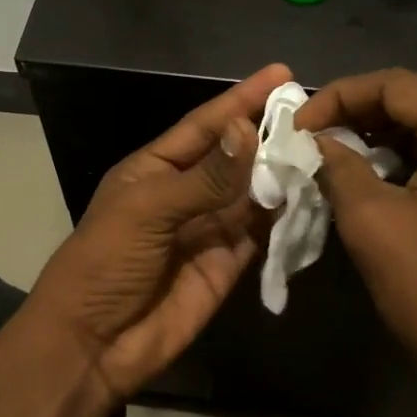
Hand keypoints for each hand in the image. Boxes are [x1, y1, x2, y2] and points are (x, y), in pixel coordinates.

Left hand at [25, 63, 292, 403]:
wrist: (94, 343)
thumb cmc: (105, 262)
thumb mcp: (148, 209)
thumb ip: (204, 176)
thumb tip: (248, 130)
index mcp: (154, 169)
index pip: (204, 125)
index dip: (240, 99)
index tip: (281, 74)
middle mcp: (184, 194)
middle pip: (234, 157)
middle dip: (268, 134)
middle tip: (314, 113)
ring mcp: (207, 230)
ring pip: (252, 193)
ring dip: (281, 173)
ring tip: (323, 148)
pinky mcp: (227, 264)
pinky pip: (260, 232)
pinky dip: (283, 215)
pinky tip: (310, 195)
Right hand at [295, 69, 416, 416]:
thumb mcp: (371, 219)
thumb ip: (338, 165)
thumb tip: (314, 140)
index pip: (398, 86)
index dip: (340, 96)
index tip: (298, 124)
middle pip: (416, 103)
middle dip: (356, 114)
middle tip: (309, 136)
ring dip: (376, 138)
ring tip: (328, 153)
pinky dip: (399, 162)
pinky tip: (364, 176)